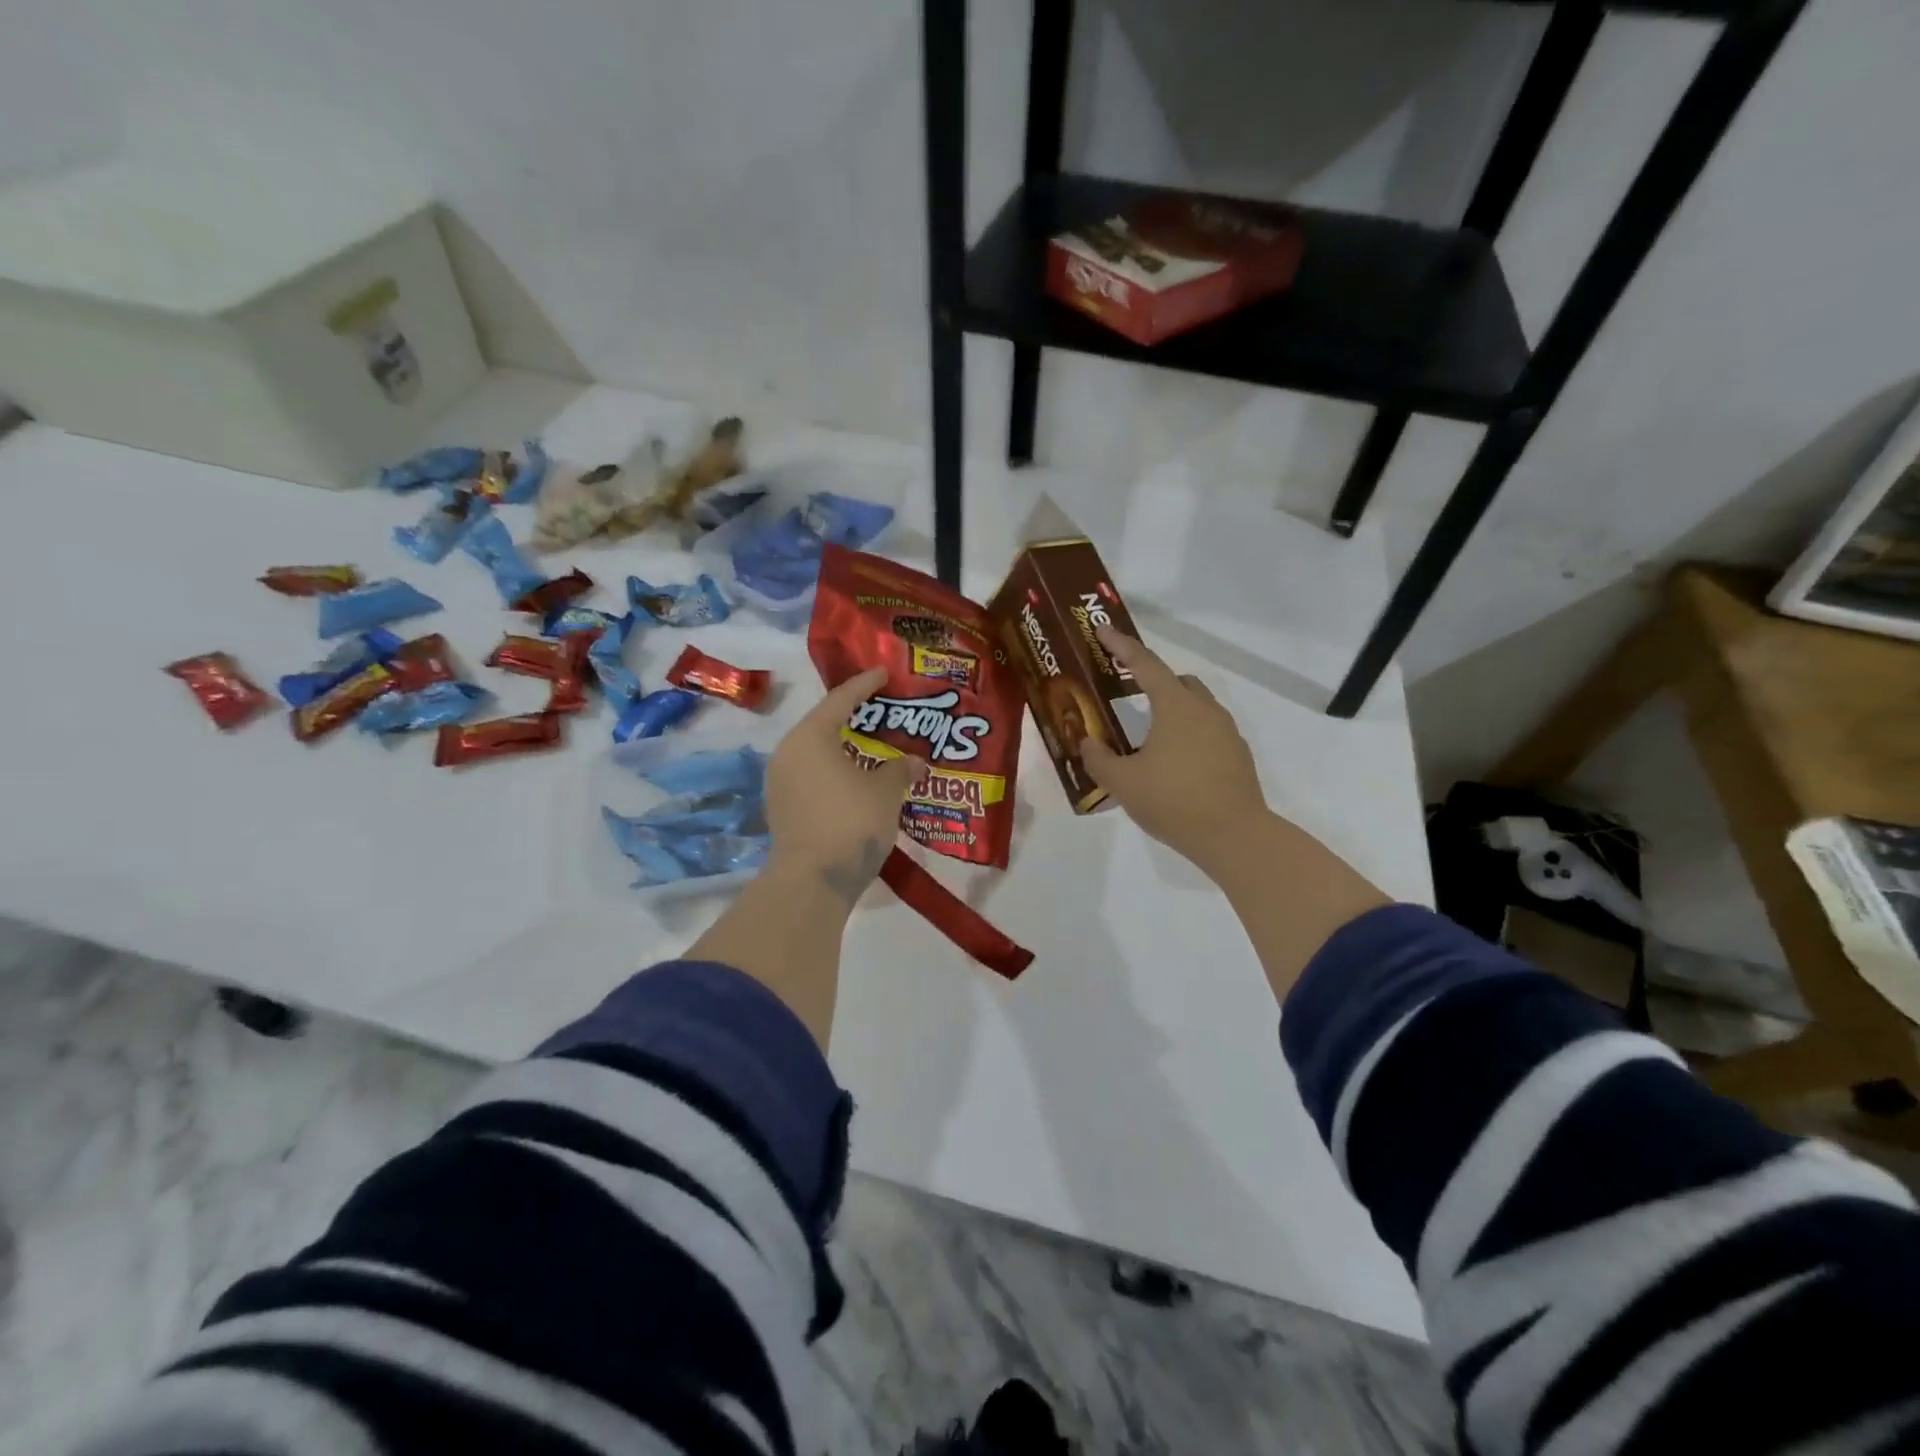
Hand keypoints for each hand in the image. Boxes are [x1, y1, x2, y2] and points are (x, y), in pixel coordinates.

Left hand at [766, 667, 924, 903]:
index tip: (884, 673)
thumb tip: (916, 762)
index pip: (840, 699)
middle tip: (882, 711)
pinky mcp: (781, 808)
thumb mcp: (885, 792)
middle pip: (824, 724)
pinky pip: (811, 776)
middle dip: (854, 717)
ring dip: (844, 748)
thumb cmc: (851, 822)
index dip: (865, 684)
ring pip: (816, 753)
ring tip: (872, 746)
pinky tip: (856, 779)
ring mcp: (780, 782)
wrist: (813, 881)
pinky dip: (834, 772)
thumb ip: (901, 769)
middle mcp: (788, 753)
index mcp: (810, 737)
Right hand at [1080, 628, 1269, 876]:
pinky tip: (1173, 764)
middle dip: (1152, 681)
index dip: (1121, 646)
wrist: (1234, 836)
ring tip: (1148, 737)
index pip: (1145, 665)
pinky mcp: (1237, 756)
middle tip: (1127, 693)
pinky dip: (1187, 735)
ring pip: (1195, 707)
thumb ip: (1098, 759)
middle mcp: (1205, 710)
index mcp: (1176, 706)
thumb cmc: (1173, 801)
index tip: (1103, 630)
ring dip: (1171, 711)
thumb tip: (1088, 743)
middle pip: (1177, 682)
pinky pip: (1207, 732)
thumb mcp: (1122, 783)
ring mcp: (1226, 733)